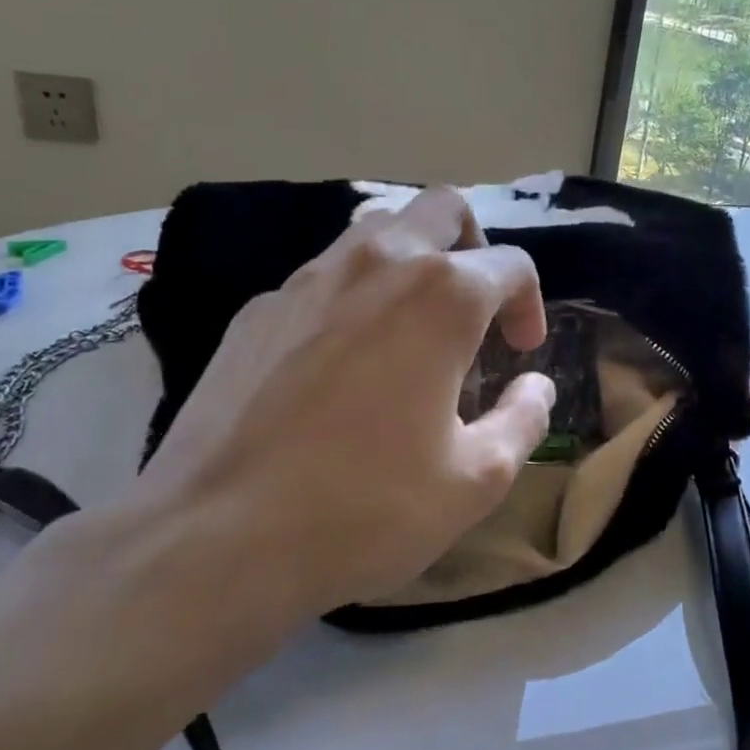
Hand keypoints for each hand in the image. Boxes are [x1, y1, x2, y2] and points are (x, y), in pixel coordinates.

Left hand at [113, 187, 554, 664]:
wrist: (214, 540)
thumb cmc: (366, 507)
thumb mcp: (476, 480)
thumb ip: (524, 420)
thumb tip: (535, 386)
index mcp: (442, 296)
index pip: (511, 265)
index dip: (529, 305)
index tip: (520, 354)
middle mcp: (378, 265)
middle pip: (443, 209)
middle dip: (474, 247)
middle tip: (475, 308)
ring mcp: (307, 280)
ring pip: (376, 228)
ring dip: (412, 260)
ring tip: (414, 326)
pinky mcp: (257, 310)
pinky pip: (323, 276)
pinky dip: (353, 295)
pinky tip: (342, 361)